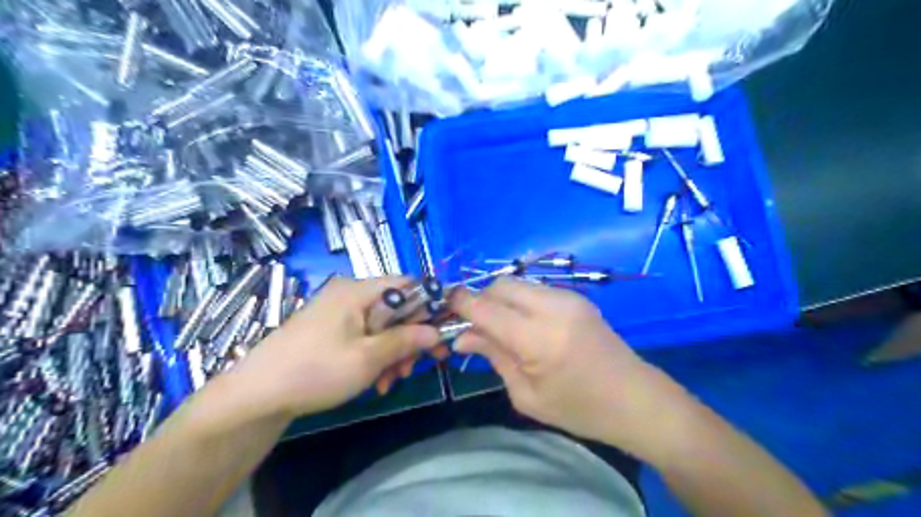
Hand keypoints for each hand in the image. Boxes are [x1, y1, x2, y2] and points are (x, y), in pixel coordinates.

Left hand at [235, 276, 441, 417]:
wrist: (256, 395)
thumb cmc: (315, 370)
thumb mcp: (368, 358)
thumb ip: (406, 340)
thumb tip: (436, 332)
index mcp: (358, 291)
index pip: (407, 284)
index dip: (430, 305)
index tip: (442, 332)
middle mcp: (350, 294)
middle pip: (396, 308)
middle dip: (410, 338)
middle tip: (413, 368)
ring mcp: (339, 312)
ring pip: (382, 326)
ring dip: (393, 352)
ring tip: (390, 382)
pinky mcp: (331, 329)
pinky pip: (365, 336)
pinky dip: (375, 356)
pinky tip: (375, 382)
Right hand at [451, 277, 694, 457]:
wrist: (636, 399)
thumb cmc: (579, 408)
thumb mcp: (527, 394)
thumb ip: (493, 357)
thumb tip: (462, 338)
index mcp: (537, 338)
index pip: (485, 307)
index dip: (459, 303)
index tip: (443, 308)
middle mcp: (551, 307)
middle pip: (499, 285)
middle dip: (480, 300)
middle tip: (474, 327)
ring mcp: (567, 297)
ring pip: (516, 283)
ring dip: (499, 299)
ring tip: (499, 328)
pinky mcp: (576, 296)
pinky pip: (534, 289)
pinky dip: (518, 301)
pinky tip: (523, 324)